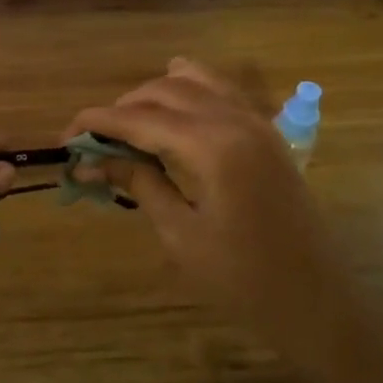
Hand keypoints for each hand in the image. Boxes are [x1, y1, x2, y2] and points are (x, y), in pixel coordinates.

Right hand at [63, 58, 348, 351]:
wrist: (316, 301)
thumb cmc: (243, 280)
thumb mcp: (181, 234)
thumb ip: (139, 183)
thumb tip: (92, 160)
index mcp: (213, 146)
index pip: (141, 118)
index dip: (98, 122)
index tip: (66, 136)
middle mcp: (236, 120)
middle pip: (166, 91)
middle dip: (123, 107)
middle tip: (92, 139)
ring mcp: (258, 122)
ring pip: (197, 81)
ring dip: (155, 93)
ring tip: (127, 121)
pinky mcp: (267, 134)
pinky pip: (223, 92)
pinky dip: (191, 90)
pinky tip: (173, 107)